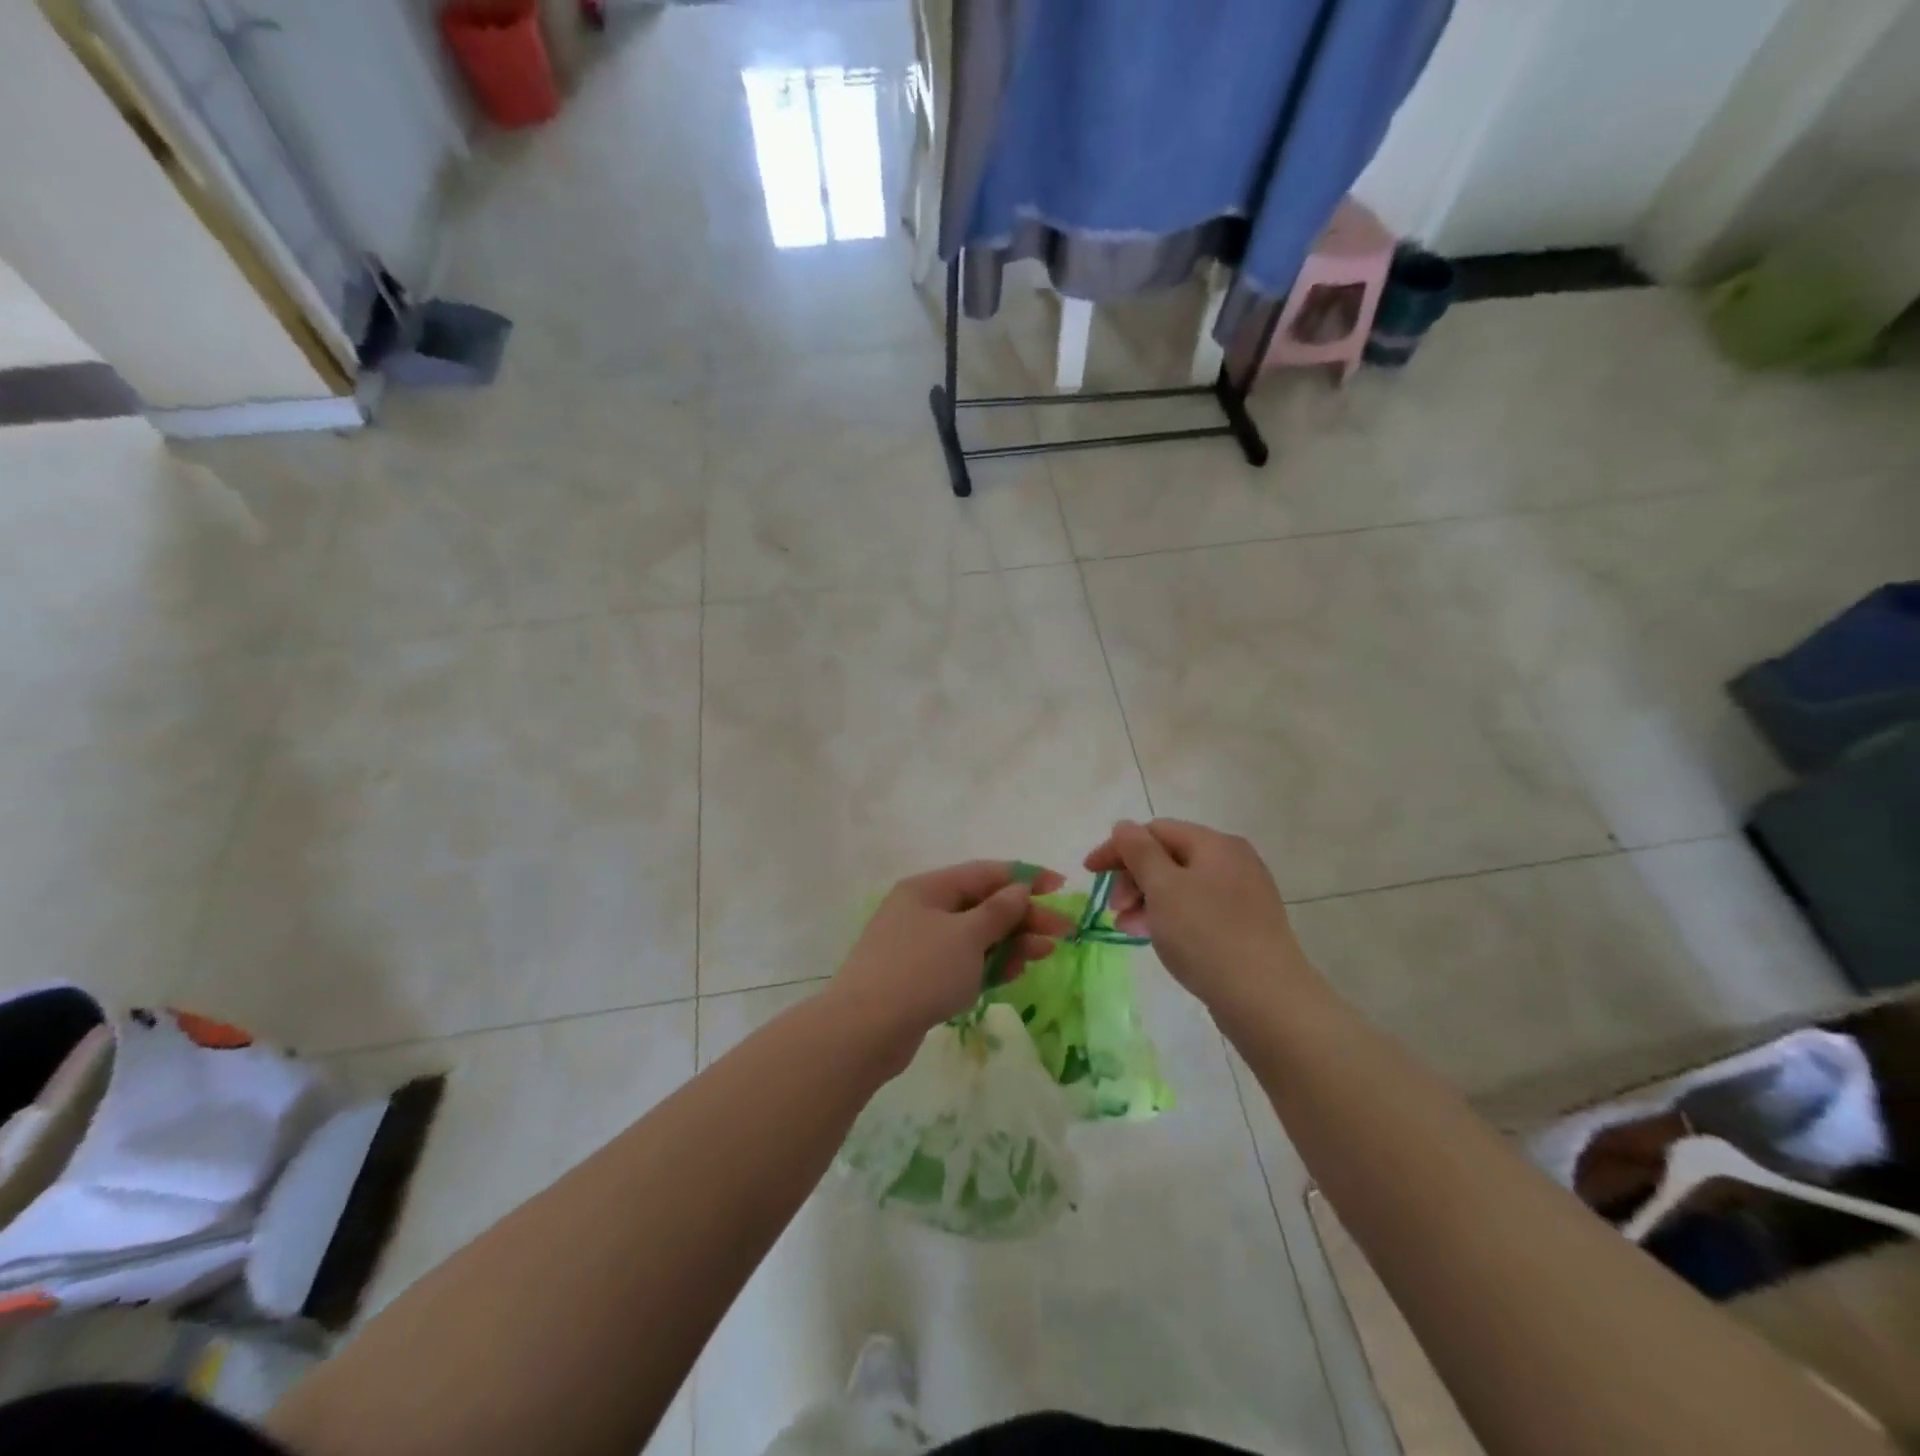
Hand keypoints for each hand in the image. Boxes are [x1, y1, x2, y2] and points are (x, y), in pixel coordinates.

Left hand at [830, 861, 1074, 1069]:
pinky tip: (1014, 971)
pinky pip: (963, 961)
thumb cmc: (920, 971)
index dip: (1026, 878)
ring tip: (1045, 953)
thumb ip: (999, 911)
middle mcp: (923, 909)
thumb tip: (1019, 889)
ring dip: (1011, 941)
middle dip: (1024, 916)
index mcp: (928, 888)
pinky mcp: (919, 977)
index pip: (985, 873)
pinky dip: (989, 964)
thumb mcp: (967, 936)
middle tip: (1064, 933)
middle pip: (983, 905)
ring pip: (975, 936)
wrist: (864, 1030)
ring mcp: (919, 944)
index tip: (1061, 888)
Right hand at [1084, 820, 1314, 1018]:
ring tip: (1126, 927)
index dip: (1118, 847)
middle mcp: (1233, 861)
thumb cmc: (1206, 935)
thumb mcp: (1163, 888)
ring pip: (1180, 886)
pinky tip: (1154, 937)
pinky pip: (1196, 909)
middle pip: (1169, 856)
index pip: (1155, 831)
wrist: (1266, 999)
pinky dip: (1170, 917)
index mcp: (1215, 844)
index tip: (1089, 872)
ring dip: (1147, 900)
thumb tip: (1123, 826)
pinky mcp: (1245, 925)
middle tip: (1114, 907)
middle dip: (1133, 878)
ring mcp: (1242, 894)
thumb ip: (1138, 851)